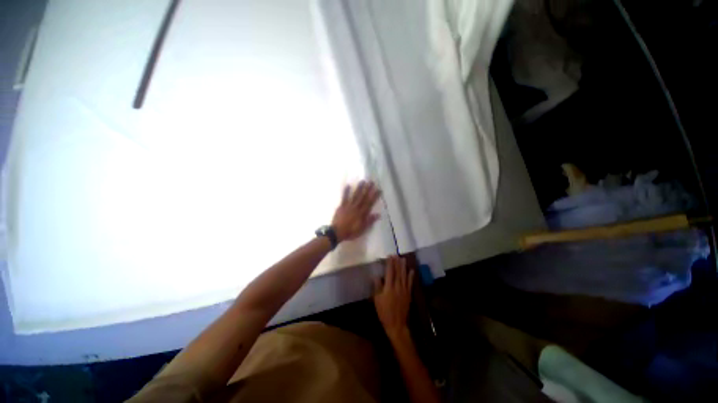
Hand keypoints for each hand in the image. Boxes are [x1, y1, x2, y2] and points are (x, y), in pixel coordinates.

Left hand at [332, 180, 380, 241]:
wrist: (337, 232)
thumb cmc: (351, 232)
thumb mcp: (362, 229)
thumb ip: (370, 221)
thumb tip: (378, 214)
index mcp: (362, 213)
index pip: (370, 203)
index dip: (375, 196)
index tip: (379, 189)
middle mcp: (356, 207)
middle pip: (363, 197)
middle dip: (368, 189)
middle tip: (371, 182)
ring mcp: (349, 206)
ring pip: (355, 196)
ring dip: (359, 188)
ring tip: (362, 181)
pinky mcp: (342, 206)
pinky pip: (344, 198)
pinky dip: (346, 191)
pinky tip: (348, 185)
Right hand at [374, 256, 414, 339]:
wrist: (396, 324)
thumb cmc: (384, 312)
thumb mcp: (377, 300)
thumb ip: (377, 287)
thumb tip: (376, 276)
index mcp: (389, 288)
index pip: (390, 272)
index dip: (390, 264)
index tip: (389, 256)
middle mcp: (397, 287)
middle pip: (398, 272)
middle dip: (397, 263)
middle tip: (396, 255)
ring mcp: (404, 290)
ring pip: (404, 276)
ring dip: (403, 267)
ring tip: (403, 259)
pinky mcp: (408, 294)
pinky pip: (410, 283)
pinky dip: (411, 276)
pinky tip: (411, 270)